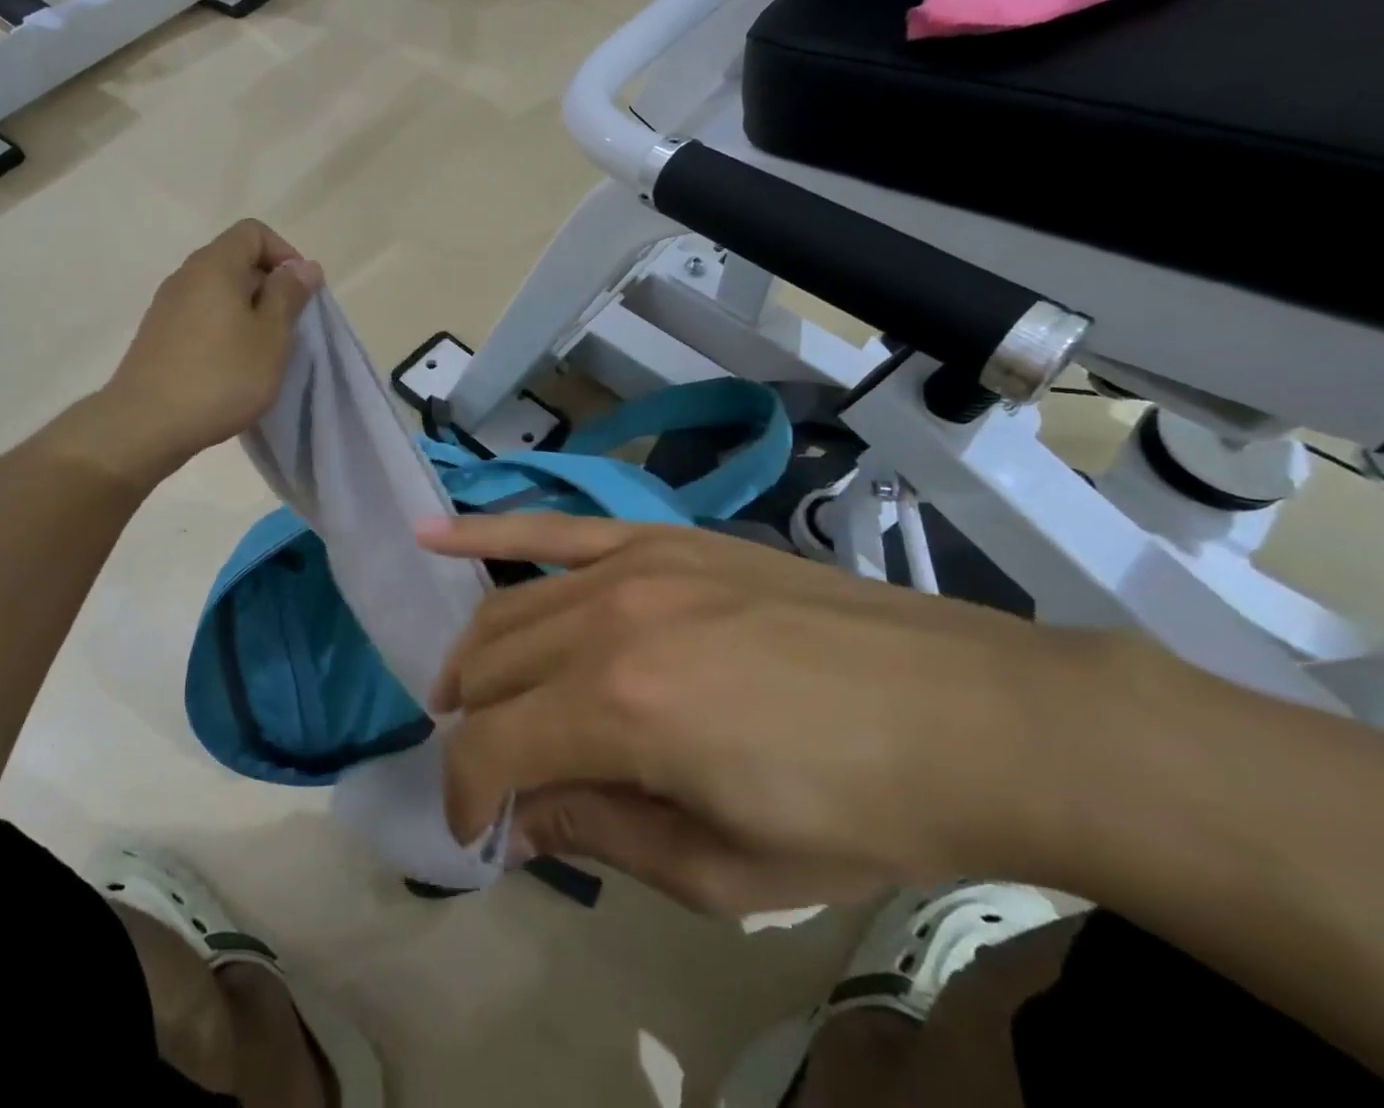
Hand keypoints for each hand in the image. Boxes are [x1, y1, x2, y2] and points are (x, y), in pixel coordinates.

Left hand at [50, 220, 320, 490]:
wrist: (146, 424)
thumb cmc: (221, 376)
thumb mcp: (271, 337)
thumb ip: (289, 296)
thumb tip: (304, 266)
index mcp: (215, 265)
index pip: (254, 232)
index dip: (285, 255)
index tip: (300, 294)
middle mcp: (186, 276)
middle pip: (236, 260)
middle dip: (270, 287)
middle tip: (288, 328)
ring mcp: (167, 306)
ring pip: (219, 291)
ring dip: (249, 312)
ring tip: (264, 352)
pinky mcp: (158, 335)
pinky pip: (202, 315)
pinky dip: (225, 329)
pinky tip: (233, 367)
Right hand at [423, 514, 1083, 912]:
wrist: (969, 712)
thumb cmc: (856, 813)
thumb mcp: (726, 869)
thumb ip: (601, 831)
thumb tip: (523, 815)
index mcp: (622, 711)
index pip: (492, 749)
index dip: (469, 797)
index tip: (481, 834)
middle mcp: (608, 621)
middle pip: (490, 672)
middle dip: (474, 731)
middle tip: (493, 773)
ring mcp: (631, 565)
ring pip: (508, 608)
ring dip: (475, 660)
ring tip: (468, 696)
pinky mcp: (658, 538)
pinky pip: (551, 529)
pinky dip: (484, 535)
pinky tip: (430, 535)